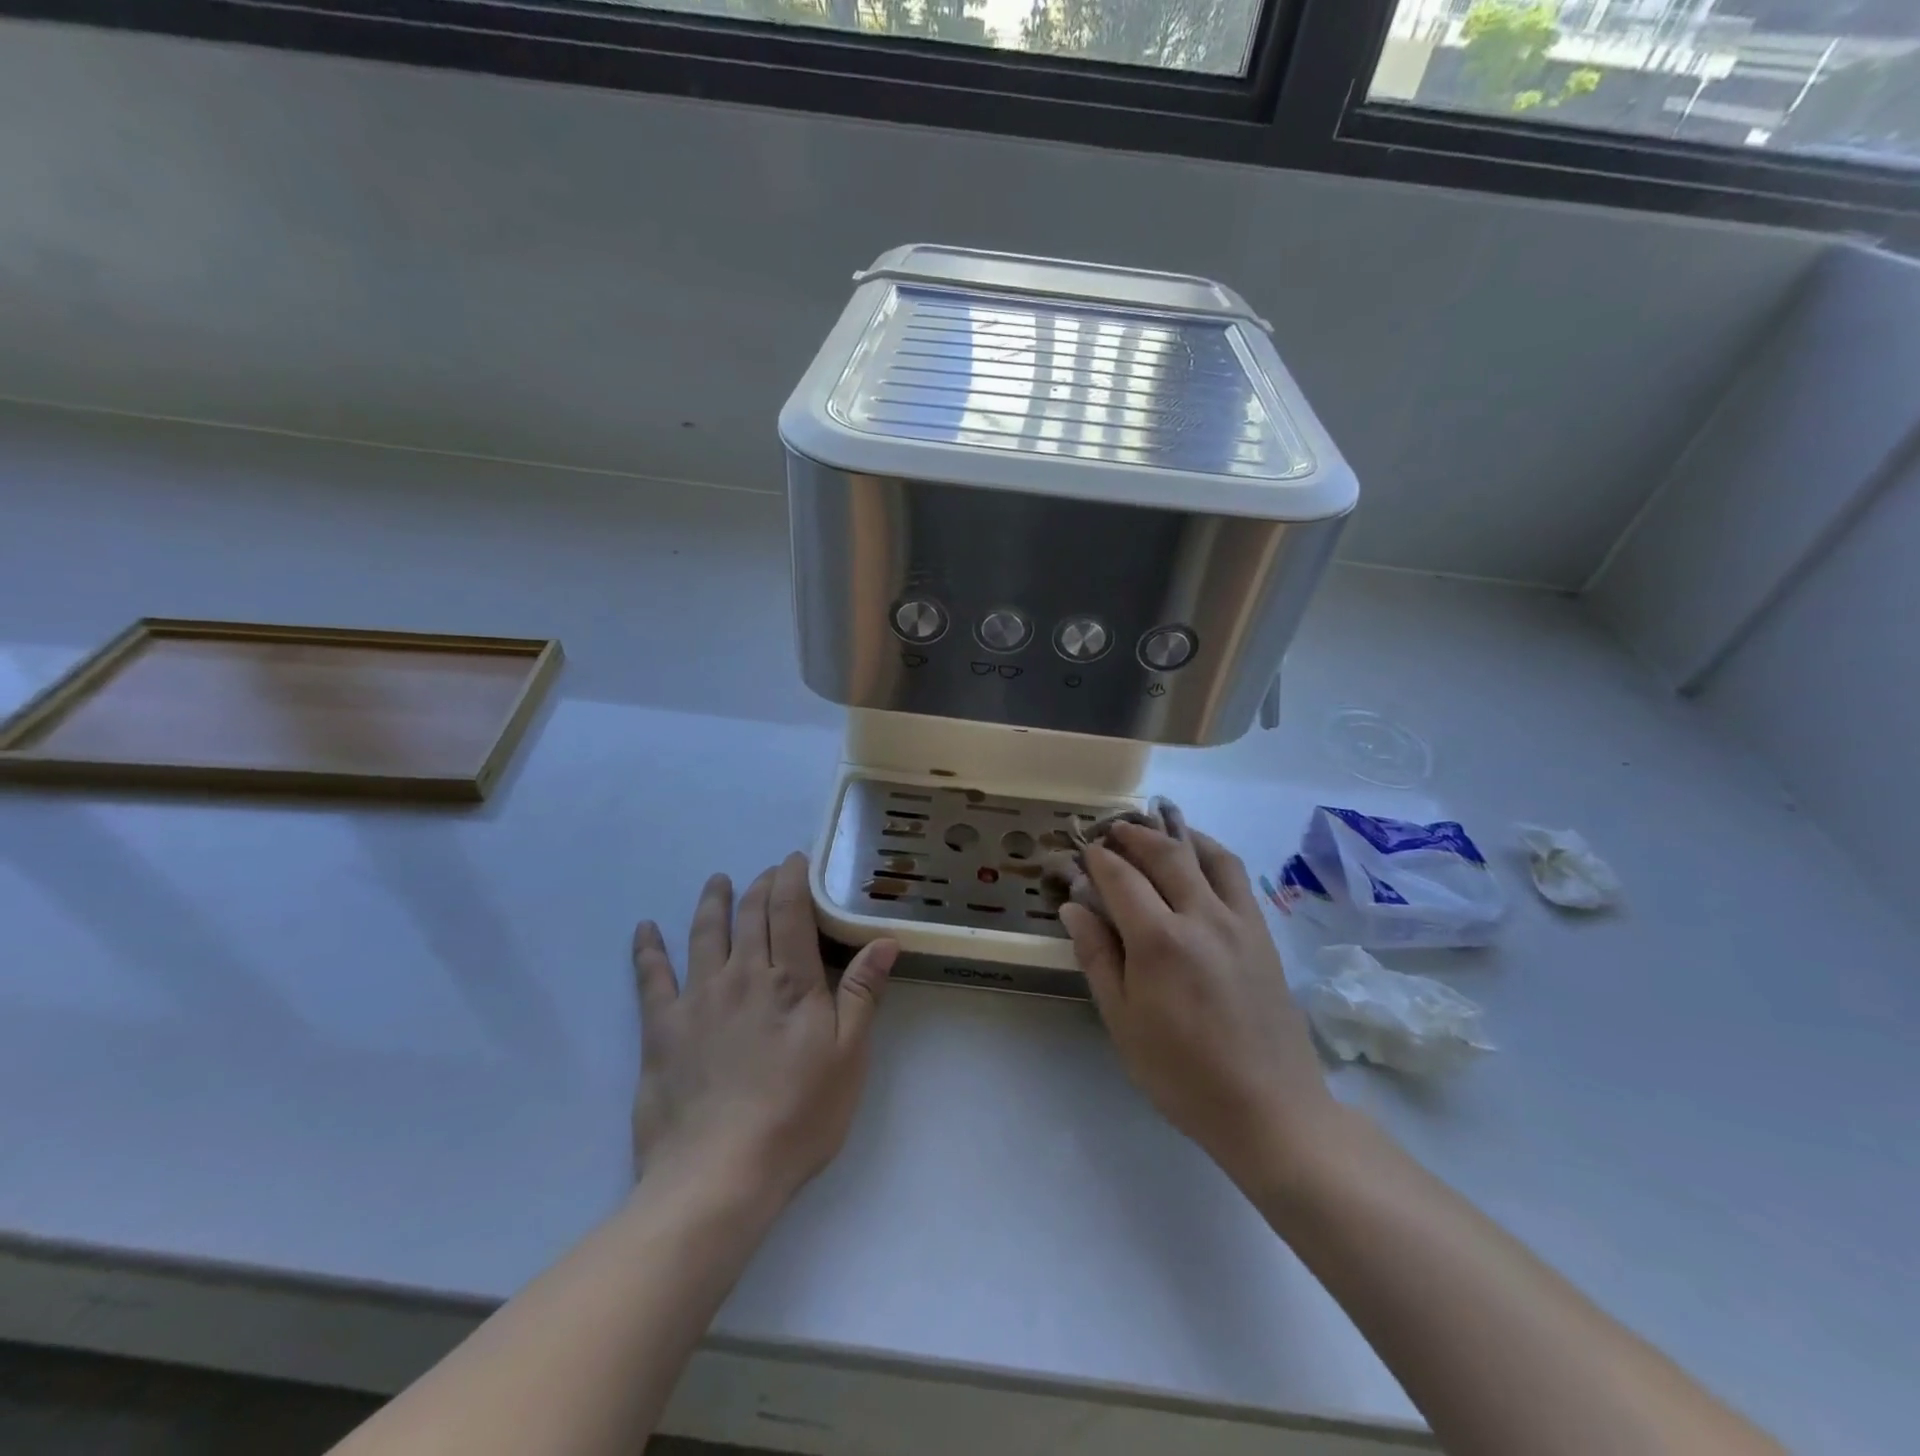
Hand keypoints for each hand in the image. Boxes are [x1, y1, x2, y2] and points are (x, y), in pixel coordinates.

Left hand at [630, 853, 897, 1207]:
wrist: (718, 1175)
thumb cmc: (797, 1116)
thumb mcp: (848, 1057)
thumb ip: (864, 993)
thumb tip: (885, 939)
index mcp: (790, 981)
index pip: (791, 909)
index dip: (792, 878)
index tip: (796, 860)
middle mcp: (743, 975)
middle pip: (750, 914)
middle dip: (761, 885)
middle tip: (767, 872)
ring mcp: (698, 998)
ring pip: (704, 933)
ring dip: (712, 902)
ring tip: (717, 882)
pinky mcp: (662, 1028)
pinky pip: (651, 977)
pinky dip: (647, 949)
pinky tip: (644, 930)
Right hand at [1060, 821, 1336, 1194]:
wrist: (1269, 1108)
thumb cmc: (1182, 1073)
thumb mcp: (1123, 1021)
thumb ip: (1097, 957)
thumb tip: (1073, 906)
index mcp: (1159, 941)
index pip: (1120, 878)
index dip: (1097, 859)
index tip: (1081, 851)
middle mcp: (1201, 916)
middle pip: (1164, 854)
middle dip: (1133, 835)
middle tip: (1112, 830)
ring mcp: (1238, 921)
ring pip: (1206, 855)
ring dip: (1175, 834)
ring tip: (1155, 828)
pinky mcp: (1262, 933)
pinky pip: (1235, 876)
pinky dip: (1211, 853)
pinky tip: (1198, 859)